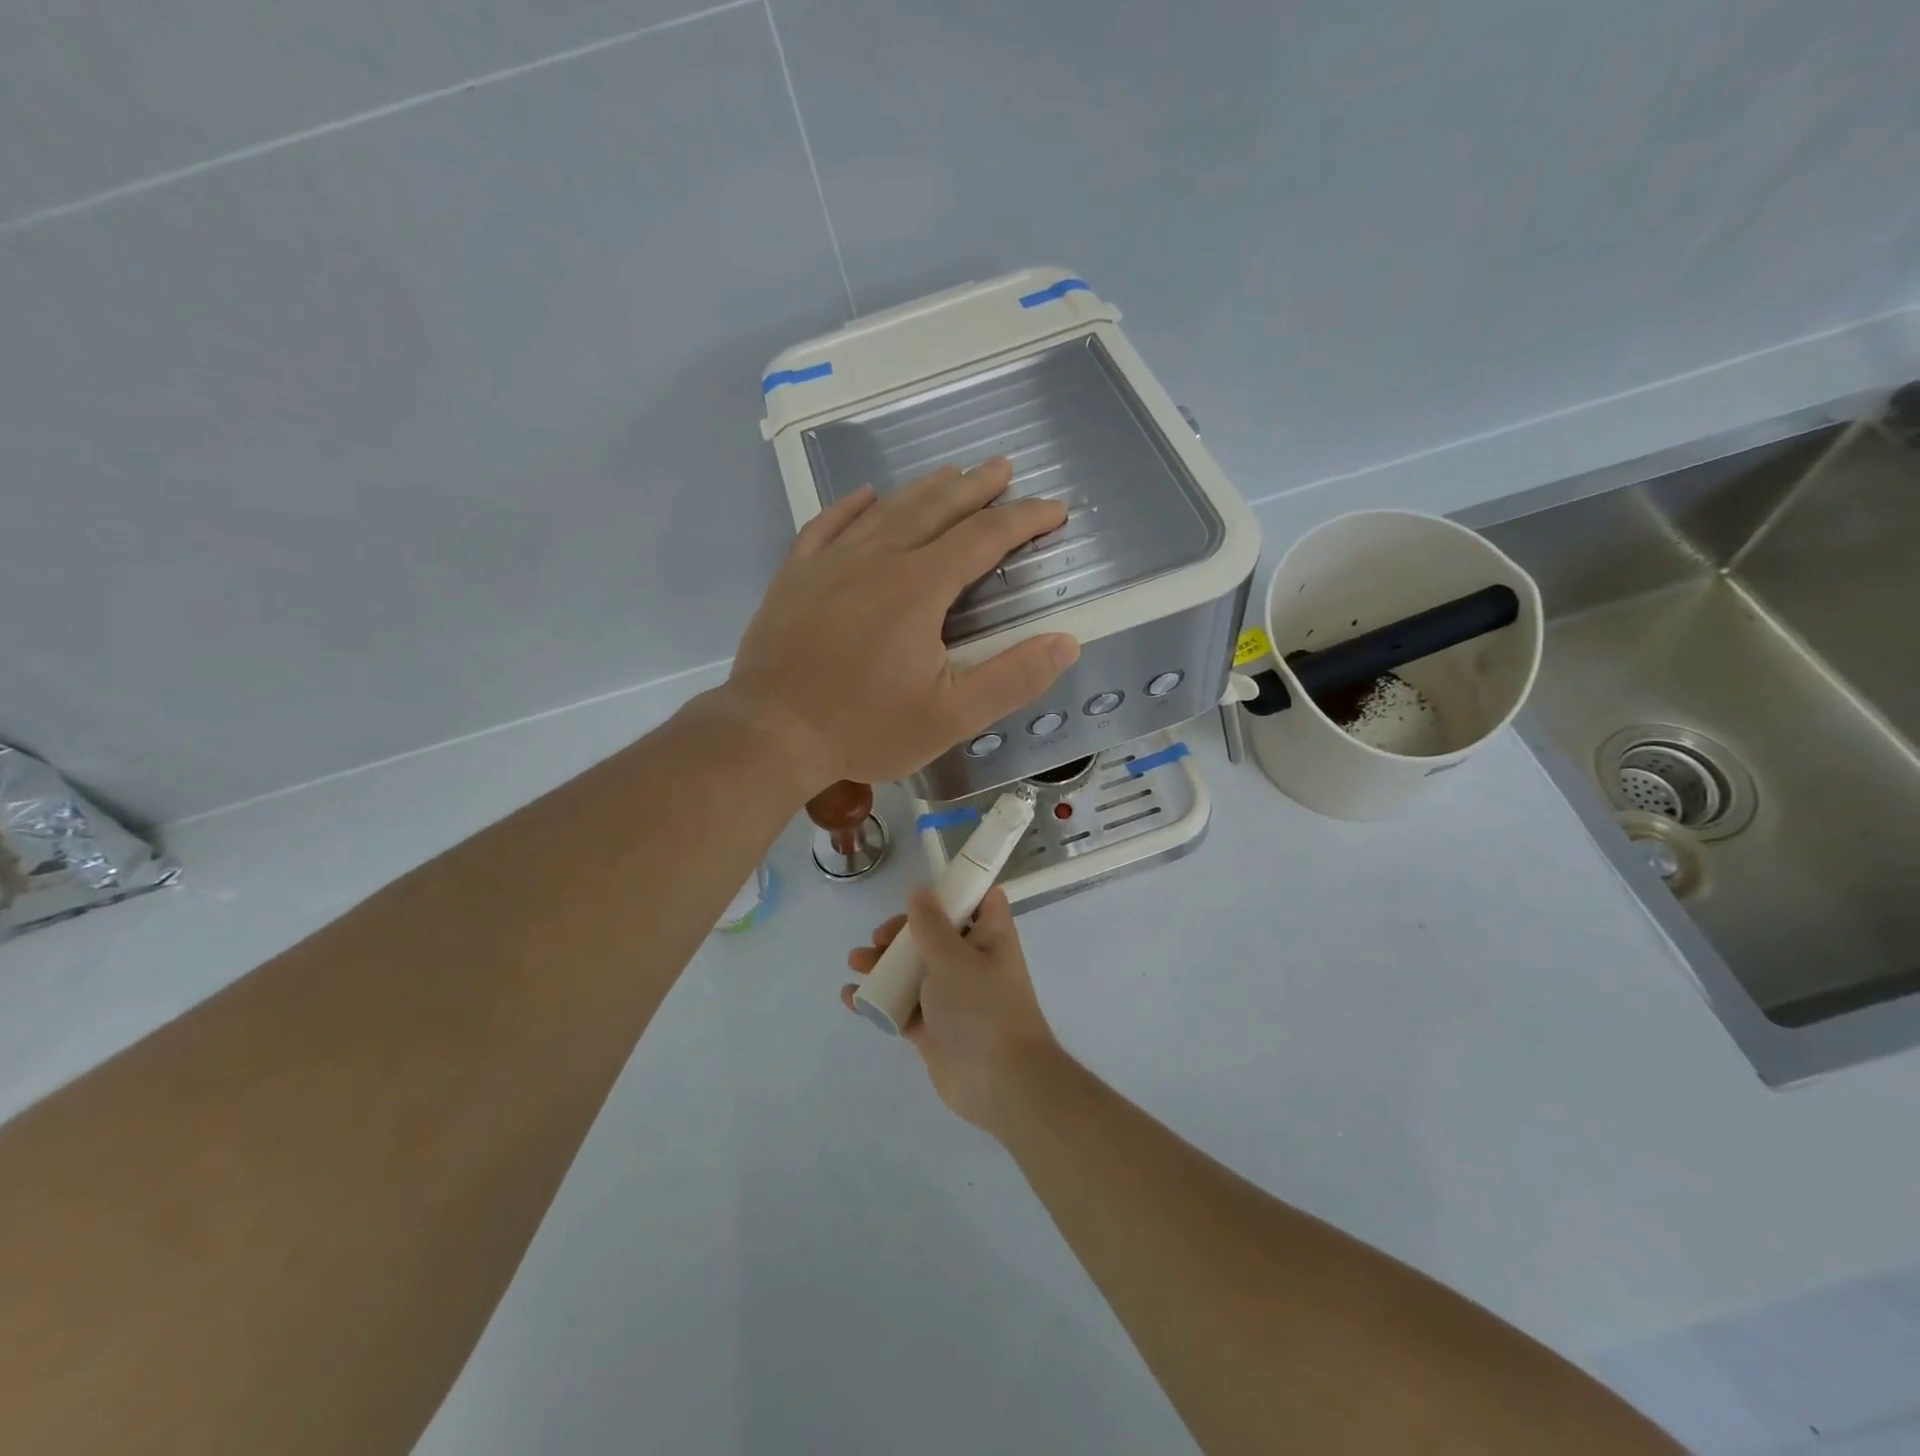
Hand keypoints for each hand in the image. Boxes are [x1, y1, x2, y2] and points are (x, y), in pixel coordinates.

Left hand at [725, 458, 1079, 794]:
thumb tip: (1066, 642)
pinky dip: (850, 506)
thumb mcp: (951, 717)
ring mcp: (830, 564)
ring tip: (950, 473)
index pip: (983, 537)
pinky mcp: (795, 577)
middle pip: (935, 509)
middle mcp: (877, 560)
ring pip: (885, 511)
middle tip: (1003, 468)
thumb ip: (1012, 678)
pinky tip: (865, 495)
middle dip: (975, 487)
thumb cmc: (864, 728)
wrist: (769, 735)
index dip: (1024, 519)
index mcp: (919, 587)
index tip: (1054, 509)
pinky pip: (826, 526)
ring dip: (923, 489)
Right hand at [842, 886, 1059, 1133]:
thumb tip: (920, 891)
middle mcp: (973, 961)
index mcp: (989, 937)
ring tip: (856, 963)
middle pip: (935, 933)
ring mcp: (952, 996)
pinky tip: (851, 998)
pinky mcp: (934, 1028)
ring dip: (884, 963)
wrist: (1000, 1084)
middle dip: (903, 932)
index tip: (921, 893)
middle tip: (879, 939)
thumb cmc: (982, 1009)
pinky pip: (902, 1005)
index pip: (979, 900)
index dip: (953, 890)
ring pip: (914, 969)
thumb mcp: (954, 958)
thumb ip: (931, 925)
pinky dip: (878, 999)